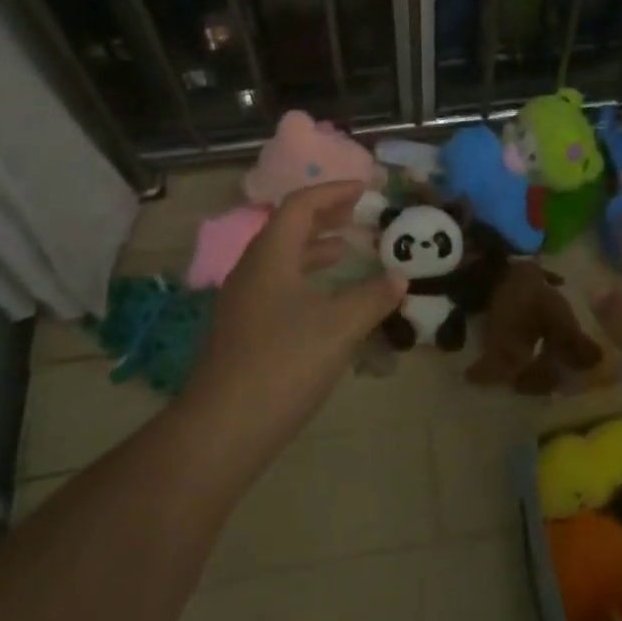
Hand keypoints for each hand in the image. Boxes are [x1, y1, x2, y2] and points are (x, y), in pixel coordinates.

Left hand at [183, 181, 405, 473]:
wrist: (222, 430)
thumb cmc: (283, 363)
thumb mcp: (339, 326)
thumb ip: (372, 297)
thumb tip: (399, 278)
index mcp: (270, 255)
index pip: (300, 205)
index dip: (334, 192)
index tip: (365, 190)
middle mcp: (252, 270)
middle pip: (287, 228)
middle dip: (324, 217)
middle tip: (358, 214)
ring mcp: (243, 303)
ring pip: (282, 260)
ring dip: (314, 250)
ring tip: (346, 251)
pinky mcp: (243, 333)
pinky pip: (278, 287)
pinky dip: (306, 281)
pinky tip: (326, 303)